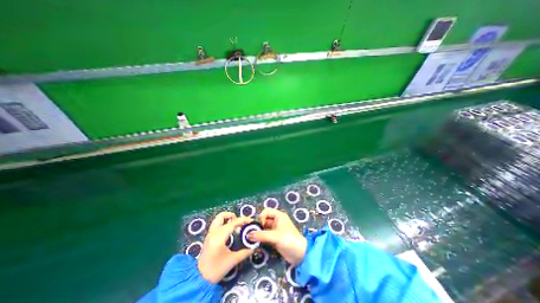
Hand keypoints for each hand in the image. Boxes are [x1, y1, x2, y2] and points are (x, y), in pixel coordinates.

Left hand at [199, 211, 254, 283]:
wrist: (199, 280)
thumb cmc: (216, 269)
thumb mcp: (232, 260)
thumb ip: (245, 252)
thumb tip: (254, 247)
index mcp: (220, 235)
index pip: (234, 222)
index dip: (244, 220)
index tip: (251, 221)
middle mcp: (213, 232)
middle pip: (222, 216)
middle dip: (232, 216)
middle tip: (240, 223)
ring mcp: (210, 234)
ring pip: (218, 219)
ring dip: (227, 219)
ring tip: (235, 226)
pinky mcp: (208, 238)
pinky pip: (217, 225)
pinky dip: (224, 224)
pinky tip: (230, 233)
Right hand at [247, 208, 304, 264]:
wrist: (300, 254)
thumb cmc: (289, 240)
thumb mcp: (275, 236)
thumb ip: (261, 235)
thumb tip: (248, 235)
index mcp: (279, 216)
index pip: (266, 211)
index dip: (262, 217)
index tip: (260, 226)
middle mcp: (277, 221)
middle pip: (264, 219)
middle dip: (258, 225)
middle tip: (252, 233)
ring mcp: (275, 230)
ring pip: (264, 228)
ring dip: (258, 232)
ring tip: (252, 238)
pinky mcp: (274, 238)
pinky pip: (265, 235)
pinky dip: (261, 238)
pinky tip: (256, 242)